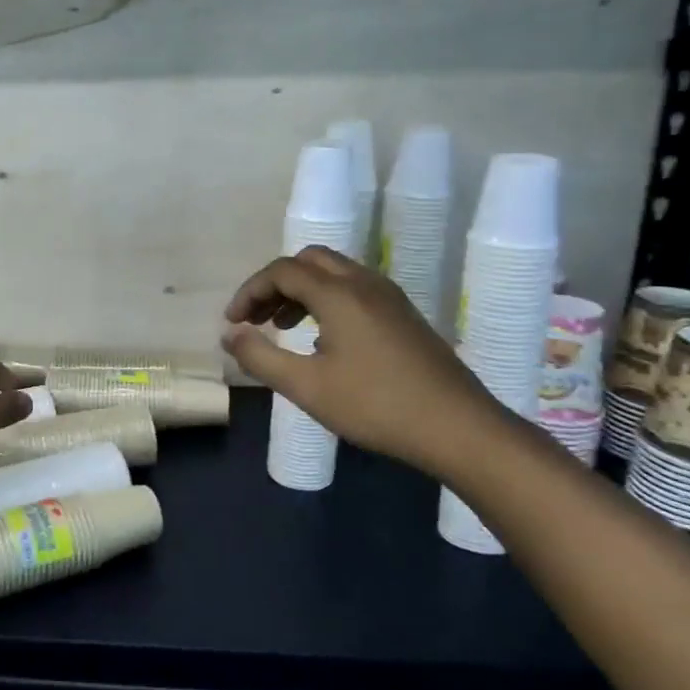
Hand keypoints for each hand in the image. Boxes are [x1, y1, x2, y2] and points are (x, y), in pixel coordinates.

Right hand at [222, 247, 503, 478]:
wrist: (459, 428)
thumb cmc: (376, 406)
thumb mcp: (307, 387)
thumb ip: (261, 358)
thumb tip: (230, 335)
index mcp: (339, 294)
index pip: (282, 271)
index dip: (250, 291)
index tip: (233, 322)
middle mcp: (364, 283)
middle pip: (309, 261)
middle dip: (275, 284)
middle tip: (257, 318)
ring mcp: (389, 297)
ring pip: (334, 274)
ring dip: (301, 291)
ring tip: (282, 327)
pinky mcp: (404, 315)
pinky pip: (354, 289)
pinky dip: (326, 300)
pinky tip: (322, 340)